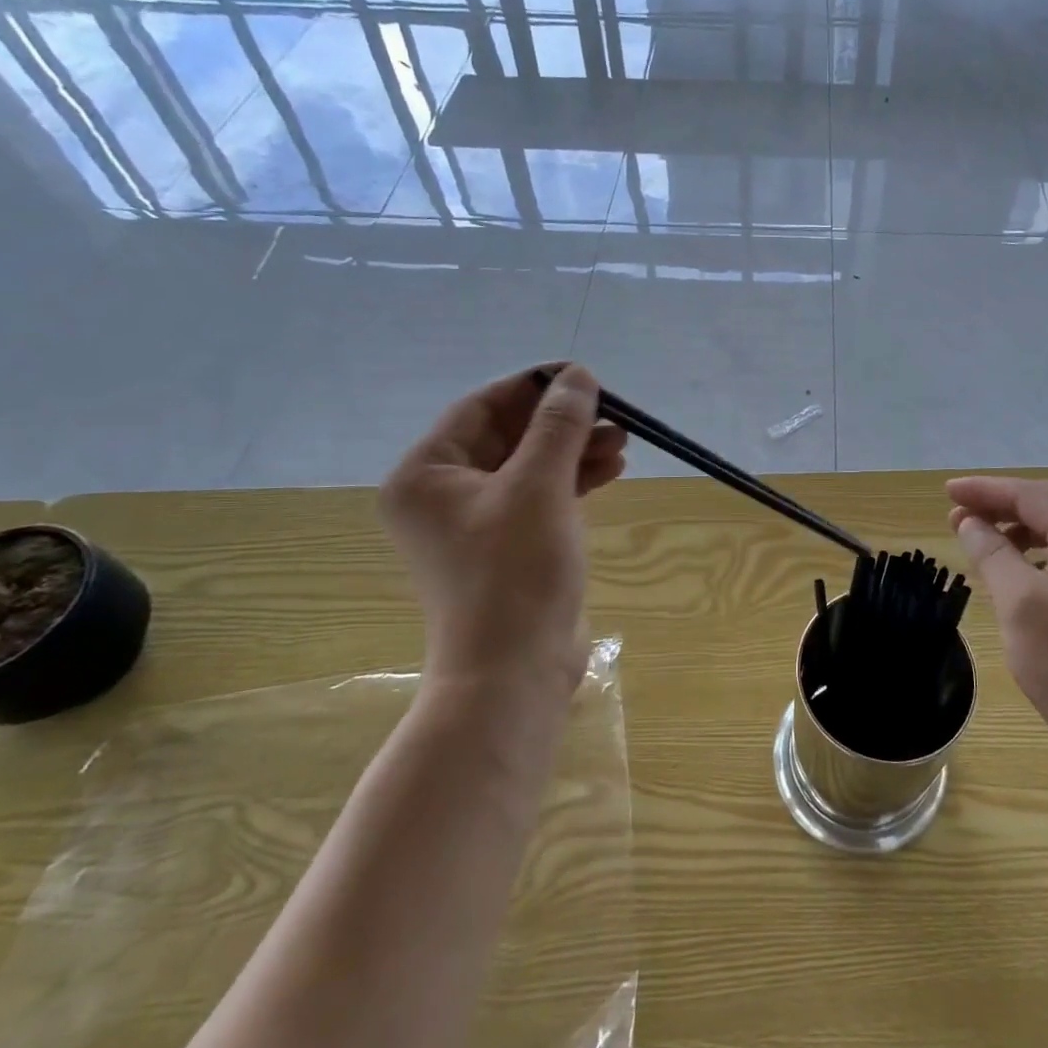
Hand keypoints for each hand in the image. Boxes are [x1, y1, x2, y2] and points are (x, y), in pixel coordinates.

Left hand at [380, 365, 626, 701]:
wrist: (515, 671)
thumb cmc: (515, 572)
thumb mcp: (539, 486)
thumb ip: (559, 425)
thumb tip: (578, 376)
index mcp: (426, 475)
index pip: (482, 407)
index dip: (534, 386)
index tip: (583, 376)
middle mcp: (442, 494)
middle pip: (507, 436)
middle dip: (562, 424)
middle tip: (612, 414)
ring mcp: (476, 523)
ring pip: (529, 466)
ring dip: (574, 451)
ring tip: (622, 443)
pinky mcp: (507, 546)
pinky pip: (539, 497)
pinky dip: (572, 481)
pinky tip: (611, 470)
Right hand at [947, 477, 1047, 753]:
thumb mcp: (1018, 603)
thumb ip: (992, 552)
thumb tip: (968, 522)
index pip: (1032, 496)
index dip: (986, 489)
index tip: (947, 491)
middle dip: (1001, 504)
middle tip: (957, 513)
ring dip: (1017, 527)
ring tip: (979, 537)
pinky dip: (1036, 551)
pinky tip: (1014, 567)